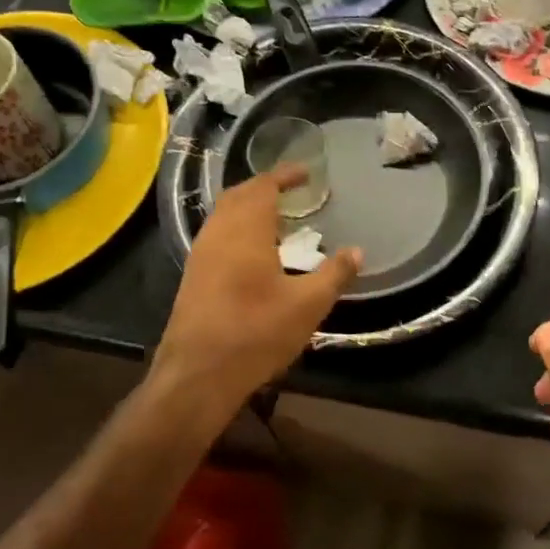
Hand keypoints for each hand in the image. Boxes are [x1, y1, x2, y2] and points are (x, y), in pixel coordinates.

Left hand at [151, 167, 359, 419]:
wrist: (197, 376)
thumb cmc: (256, 333)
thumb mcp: (308, 305)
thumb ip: (334, 274)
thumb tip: (357, 251)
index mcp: (245, 231)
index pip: (263, 186)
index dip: (284, 175)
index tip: (306, 172)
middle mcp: (218, 234)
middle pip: (238, 195)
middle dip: (264, 187)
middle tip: (291, 191)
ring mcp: (200, 255)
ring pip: (223, 215)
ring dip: (248, 208)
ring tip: (277, 220)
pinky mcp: (192, 277)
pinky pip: (216, 235)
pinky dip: (237, 228)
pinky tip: (254, 253)